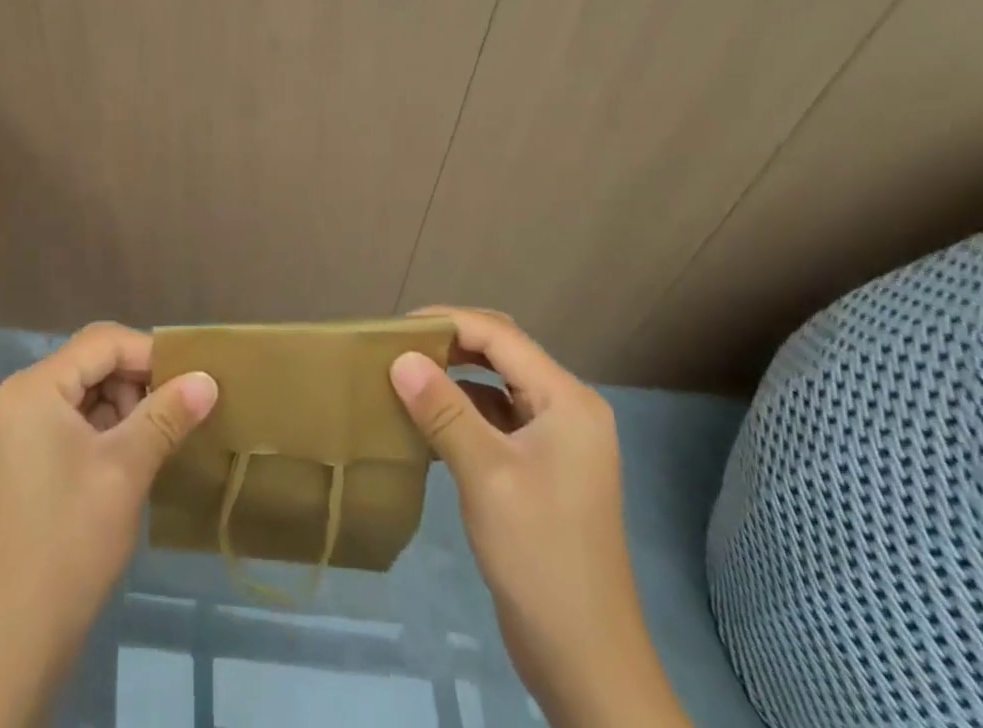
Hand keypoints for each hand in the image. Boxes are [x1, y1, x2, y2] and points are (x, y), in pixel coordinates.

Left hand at [0, 323, 216, 727]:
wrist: (17, 638)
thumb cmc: (69, 540)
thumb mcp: (125, 469)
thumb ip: (168, 414)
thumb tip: (209, 378)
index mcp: (37, 386)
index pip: (104, 342)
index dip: (151, 354)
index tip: (194, 379)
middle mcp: (27, 394)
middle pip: (97, 362)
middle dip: (142, 381)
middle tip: (183, 410)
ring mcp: (29, 427)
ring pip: (94, 391)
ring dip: (133, 406)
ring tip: (167, 435)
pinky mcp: (37, 456)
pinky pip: (84, 420)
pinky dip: (116, 429)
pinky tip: (143, 454)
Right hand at [390, 307, 689, 727]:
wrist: (586, 660)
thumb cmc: (539, 555)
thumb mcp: (486, 474)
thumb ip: (443, 410)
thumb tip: (399, 358)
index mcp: (567, 400)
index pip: (500, 337)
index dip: (448, 322)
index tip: (396, 328)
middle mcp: (567, 409)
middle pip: (502, 353)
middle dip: (451, 343)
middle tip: (399, 347)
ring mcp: (557, 440)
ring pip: (498, 384)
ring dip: (455, 375)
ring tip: (407, 373)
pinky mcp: (542, 468)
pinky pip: (498, 418)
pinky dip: (464, 409)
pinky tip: (429, 416)